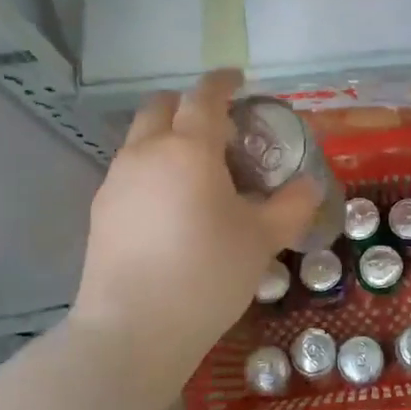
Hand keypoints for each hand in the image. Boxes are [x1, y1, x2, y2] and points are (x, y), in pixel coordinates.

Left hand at [72, 71, 320, 371]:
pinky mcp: (101, 211)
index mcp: (188, 148)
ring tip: (199, 172)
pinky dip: (153, 168)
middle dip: (190, 105)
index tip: (239, 80)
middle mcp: (146, 152)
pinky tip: (172, 206)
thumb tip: (309, 186)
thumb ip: (291, 205)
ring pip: (141, 138)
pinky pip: (130, 171)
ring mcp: (116, 181)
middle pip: (162, 106)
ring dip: (169, 137)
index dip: (223, 81)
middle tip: (221, 129)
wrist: (133, 329)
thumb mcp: (263, 239)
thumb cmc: (207, 273)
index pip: (204, 96)